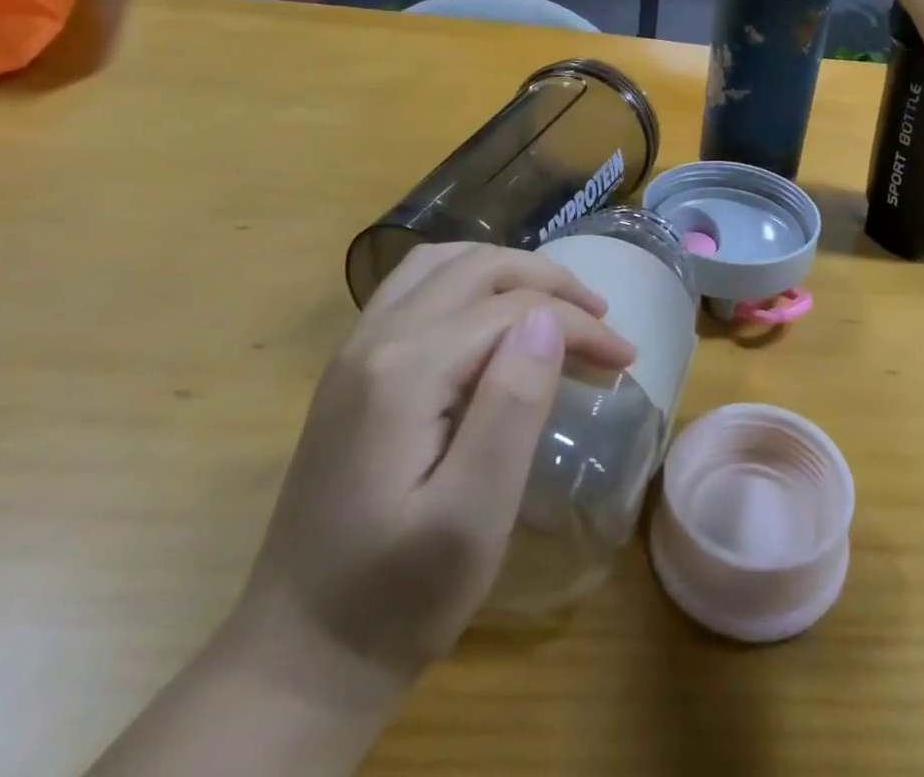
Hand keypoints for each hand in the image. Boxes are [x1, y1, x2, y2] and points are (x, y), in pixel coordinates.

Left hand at [226, 244, 636, 700]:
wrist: (298, 659)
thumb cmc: (398, 598)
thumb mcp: (472, 517)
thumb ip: (511, 407)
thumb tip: (548, 319)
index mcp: (404, 372)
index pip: (512, 311)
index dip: (578, 324)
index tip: (625, 357)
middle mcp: (374, 341)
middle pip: (478, 268)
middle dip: (551, 282)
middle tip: (601, 319)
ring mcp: (354, 352)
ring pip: (443, 263)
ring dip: (507, 271)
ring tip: (553, 304)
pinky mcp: (351, 371)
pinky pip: (414, 287)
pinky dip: (467, 281)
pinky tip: (490, 315)